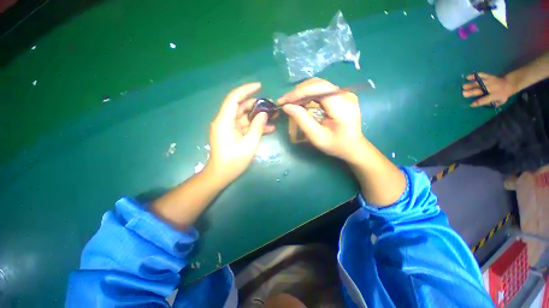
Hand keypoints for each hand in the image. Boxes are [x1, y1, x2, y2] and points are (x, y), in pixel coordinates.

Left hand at [206, 83, 274, 185]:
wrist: (221, 174)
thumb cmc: (234, 161)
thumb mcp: (249, 144)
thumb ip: (257, 127)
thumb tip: (264, 114)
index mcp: (224, 121)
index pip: (234, 98)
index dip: (246, 90)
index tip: (259, 86)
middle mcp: (224, 121)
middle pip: (240, 106)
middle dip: (255, 105)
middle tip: (270, 105)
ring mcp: (228, 127)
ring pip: (243, 116)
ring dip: (257, 116)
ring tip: (272, 116)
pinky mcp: (231, 133)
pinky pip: (244, 125)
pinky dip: (254, 126)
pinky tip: (268, 128)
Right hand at [279, 78, 364, 161]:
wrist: (353, 146)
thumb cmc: (335, 145)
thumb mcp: (317, 136)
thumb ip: (302, 120)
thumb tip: (287, 106)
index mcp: (342, 106)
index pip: (318, 88)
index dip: (299, 92)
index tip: (284, 101)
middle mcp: (345, 95)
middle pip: (318, 84)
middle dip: (298, 91)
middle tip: (285, 102)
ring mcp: (345, 93)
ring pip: (319, 85)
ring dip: (302, 92)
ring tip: (291, 102)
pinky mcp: (342, 95)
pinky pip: (322, 89)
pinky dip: (309, 94)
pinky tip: (301, 101)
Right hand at [462, 72, 516, 106]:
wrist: (509, 84)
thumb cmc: (503, 94)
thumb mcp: (501, 101)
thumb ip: (493, 103)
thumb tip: (484, 104)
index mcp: (495, 95)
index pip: (485, 100)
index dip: (478, 102)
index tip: (471, 104)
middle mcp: (491, 88)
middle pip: (480, 90)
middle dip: (471, 92)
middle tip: (463, 93)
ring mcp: (490, 81)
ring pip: (479, 83)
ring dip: (471, 84)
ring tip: (463, 86)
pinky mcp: (489, 76)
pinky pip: (481, 75)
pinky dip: (474, 76)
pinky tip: (468, 77)